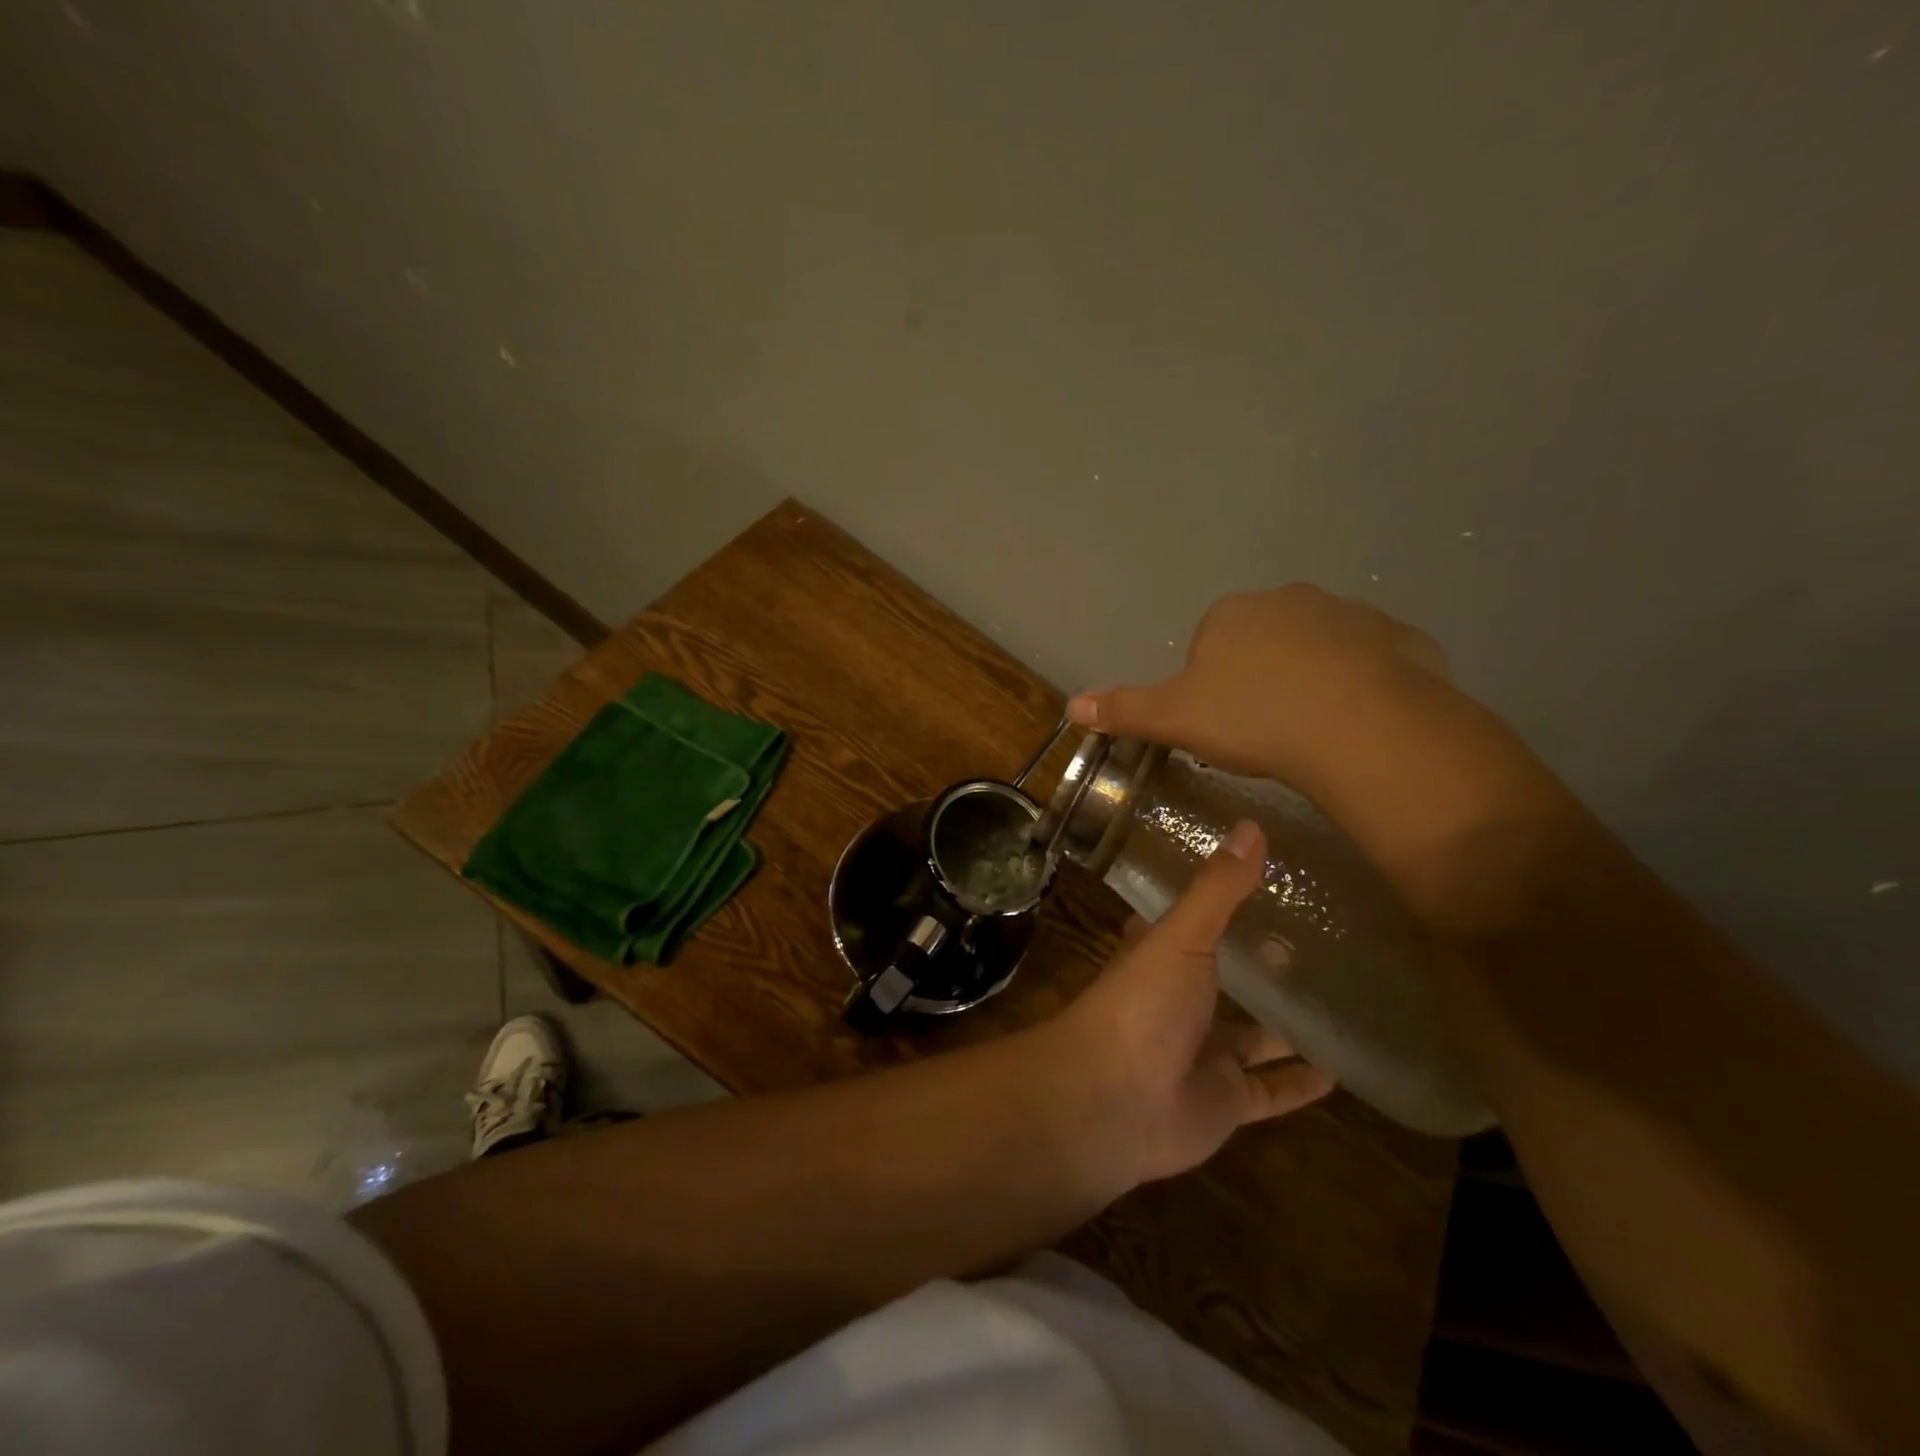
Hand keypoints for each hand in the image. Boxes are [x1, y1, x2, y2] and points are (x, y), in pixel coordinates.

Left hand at [1043, 818, 1332, 1188]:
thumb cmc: (1141, 1005)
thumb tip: (1251, 825)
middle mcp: (1180, 1000)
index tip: (1264, 885)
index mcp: (1162, 956)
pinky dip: (1300, 1083)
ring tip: (1341, 1001)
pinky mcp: (1223, 1100)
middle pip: (1227, 979)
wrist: (1110, 1102)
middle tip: (1319, 943)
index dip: (1219, 905)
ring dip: (1286, 1024)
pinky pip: (1270, 1091)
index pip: (1192, 922)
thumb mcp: (1182, 937)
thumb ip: (1218, 889)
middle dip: (1263, 965)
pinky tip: (1343, 1070)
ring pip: (1252, 1036)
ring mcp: (1202, 1052)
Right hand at [1067, 584, 1452, 792]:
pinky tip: (1359, 722)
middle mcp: (1288, 599)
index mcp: (1230, 615)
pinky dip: (1362, 684)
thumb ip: (1124, 709)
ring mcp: (1349, 613)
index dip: (1214, 688)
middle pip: (1264, 641)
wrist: (1359, 726)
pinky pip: (1370, 660)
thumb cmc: (1253, 718)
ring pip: (1319, 648)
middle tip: (1267, 730)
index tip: (1226, 725)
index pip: (1210, 645)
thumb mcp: (1175, 719)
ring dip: (1313, 679)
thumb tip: (1072, 706)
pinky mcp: (1399, 636)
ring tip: (1315, 730)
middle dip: (1262, 678)